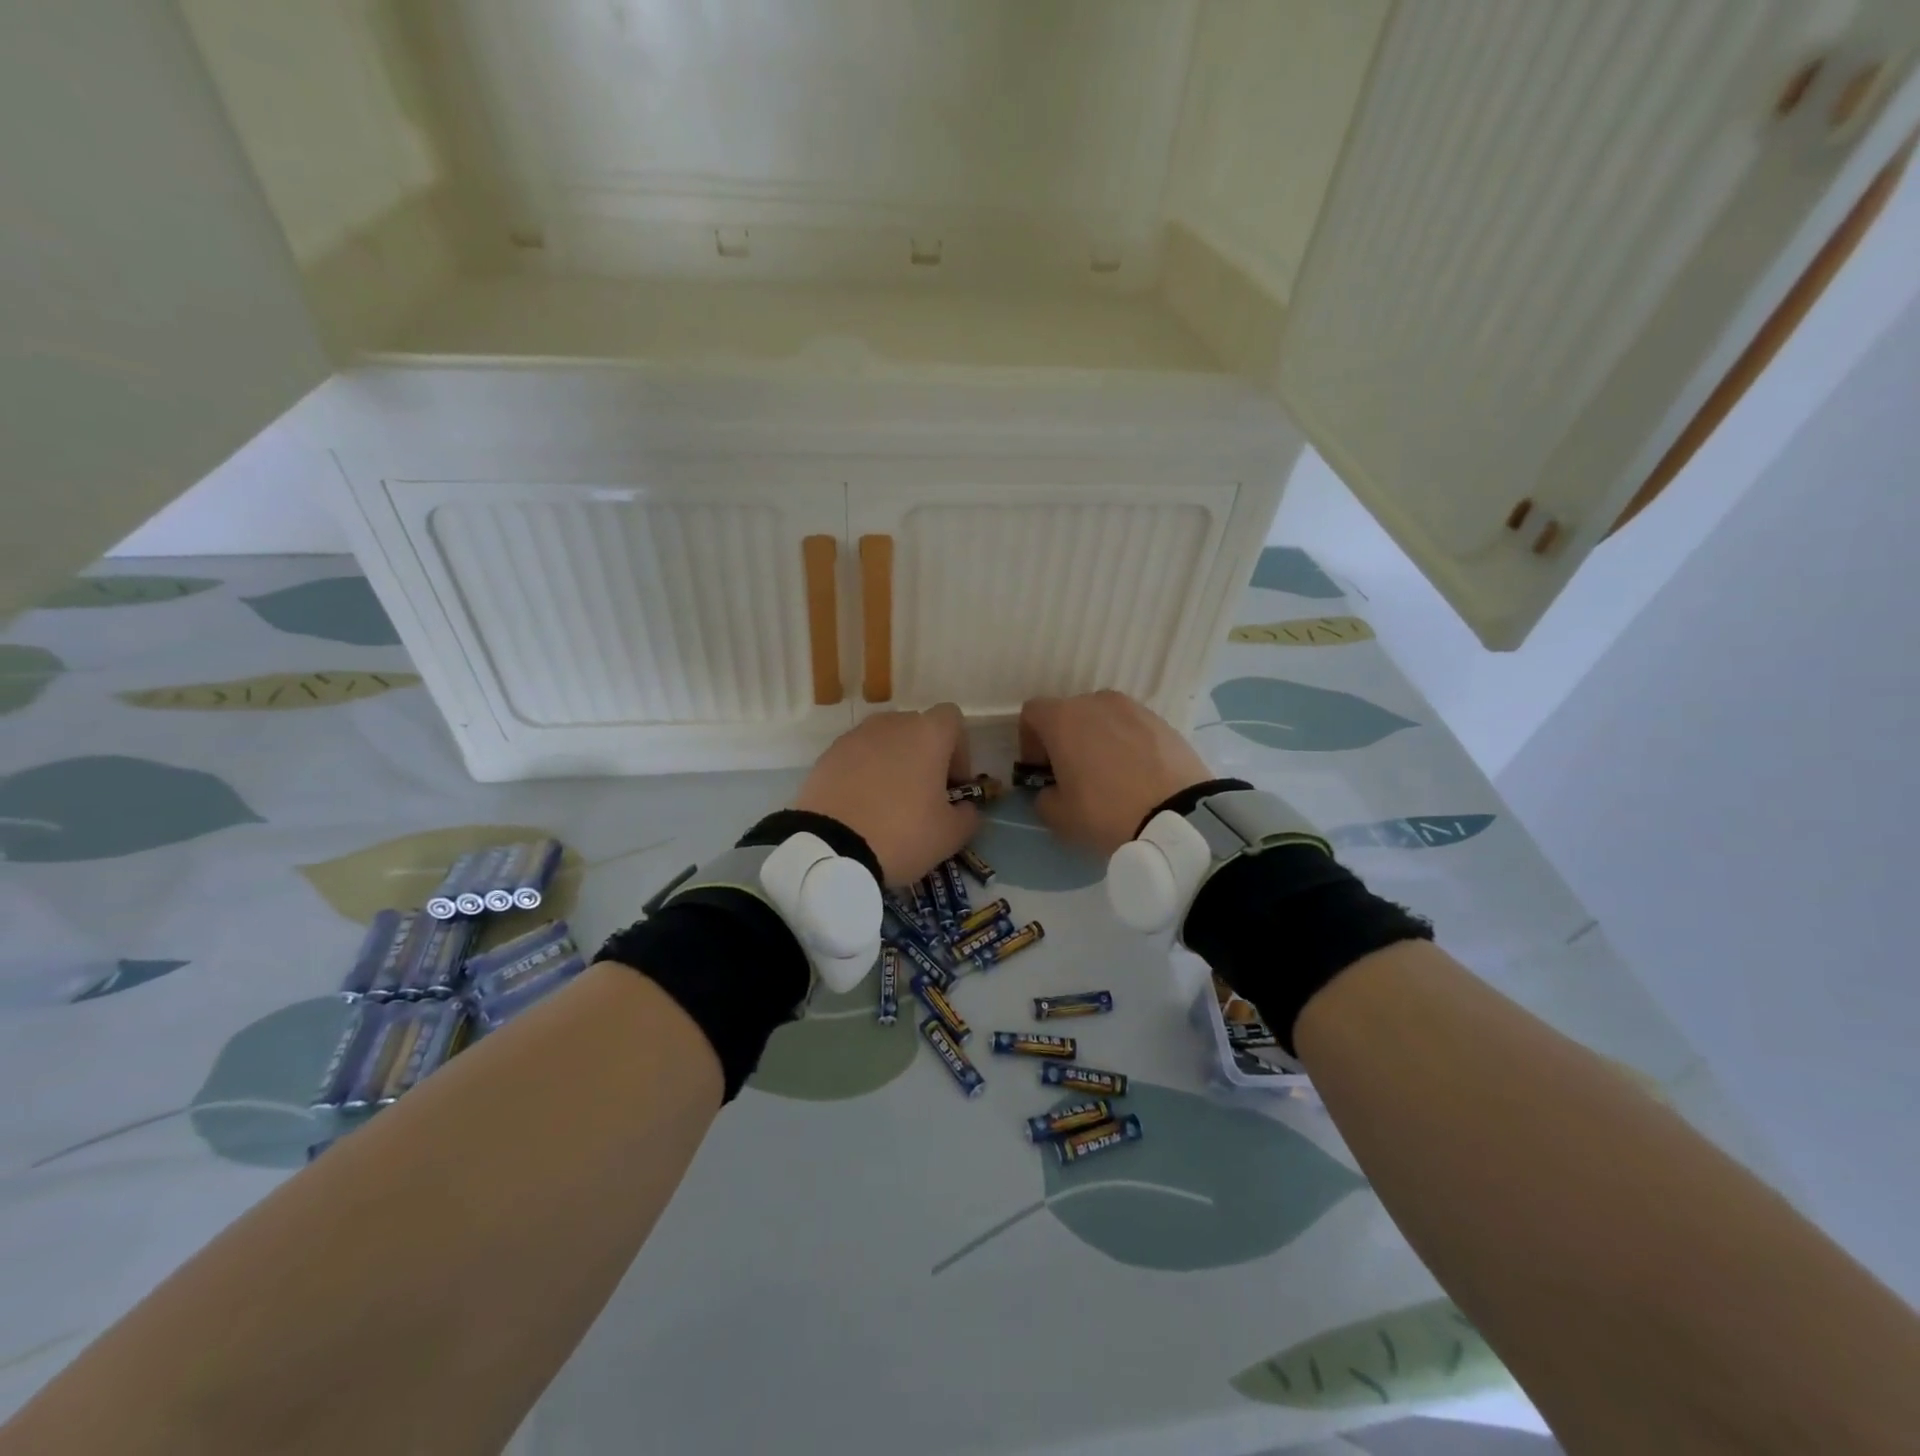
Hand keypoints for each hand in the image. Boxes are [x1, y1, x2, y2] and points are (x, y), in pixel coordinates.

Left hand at [794, 704, 977, 885]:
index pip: (952, 718)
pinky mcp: (827, 755)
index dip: (960, 748)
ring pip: (884, 742)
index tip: (954, 783)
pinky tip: (861, 807)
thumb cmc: (901, 834)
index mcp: (927, 734)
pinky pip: (856, 757)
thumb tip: (965, 808)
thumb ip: (968, 816)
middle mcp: (891, 724)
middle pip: (916, 728)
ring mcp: (854, 737)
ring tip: (889, 802)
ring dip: (893, 763)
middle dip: (925, 756)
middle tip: (924, 795)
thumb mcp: (950, 835)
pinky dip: (864, 773)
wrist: (829, 848)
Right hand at [1019, 691, 1211, 855]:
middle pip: (1069, 713)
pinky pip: (1132, 728)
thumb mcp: (1058, 816)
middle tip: (1073, 773)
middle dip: (1064, 739)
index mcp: (1063, 718)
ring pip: (1103, 718)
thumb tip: (1052, 790)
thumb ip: (1044, 797)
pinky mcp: (1162, 721)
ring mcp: (1134, 708)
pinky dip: (1126, 743)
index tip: (1040, 769)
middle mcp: (1096, 702)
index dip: (1029, 740)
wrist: (1178, 815)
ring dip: (1097, 738)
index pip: (1032, 713)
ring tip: (1108, 774)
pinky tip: (1136, 774)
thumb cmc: (1106, 812)